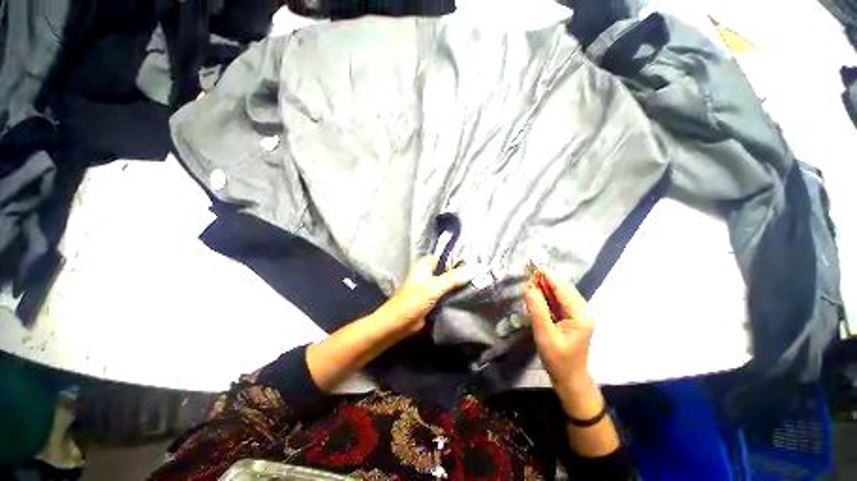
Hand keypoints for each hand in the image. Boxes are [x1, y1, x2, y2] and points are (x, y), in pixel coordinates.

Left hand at [382, 256, 473, 334]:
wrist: (399, 323)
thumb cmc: (414, 300)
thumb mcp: (434, 287)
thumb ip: (453, 278)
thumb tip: (473, 270)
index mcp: (425, 264)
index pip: (446, 257)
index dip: (459, 259)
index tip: (475, 263)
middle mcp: (428, 272)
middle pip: (448, 269)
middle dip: (461, 273)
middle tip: (479, 274)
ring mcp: (430, 285)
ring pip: (448, 282)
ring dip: (459, 284)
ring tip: (477, 283)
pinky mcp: (432, 298)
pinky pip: (446, 292)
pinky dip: (454, 293)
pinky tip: (468, 295)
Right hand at [525, 268, 596, 407]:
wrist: (570, 379)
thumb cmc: (558, 360)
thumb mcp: (545, 335)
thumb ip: (538, 311)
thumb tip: (530, 289)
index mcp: (581, 315)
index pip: (563, 290)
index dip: (549, 277)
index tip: (535, 266)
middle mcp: (582, 312)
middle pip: (564, 289)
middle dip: (548, 279)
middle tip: (530, 270)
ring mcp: (578, 315)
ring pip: (561, 294)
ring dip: (547, 286)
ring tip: (532, 277)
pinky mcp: (571, 319)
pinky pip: (559, 302)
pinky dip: (548, 295)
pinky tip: (538, 291)